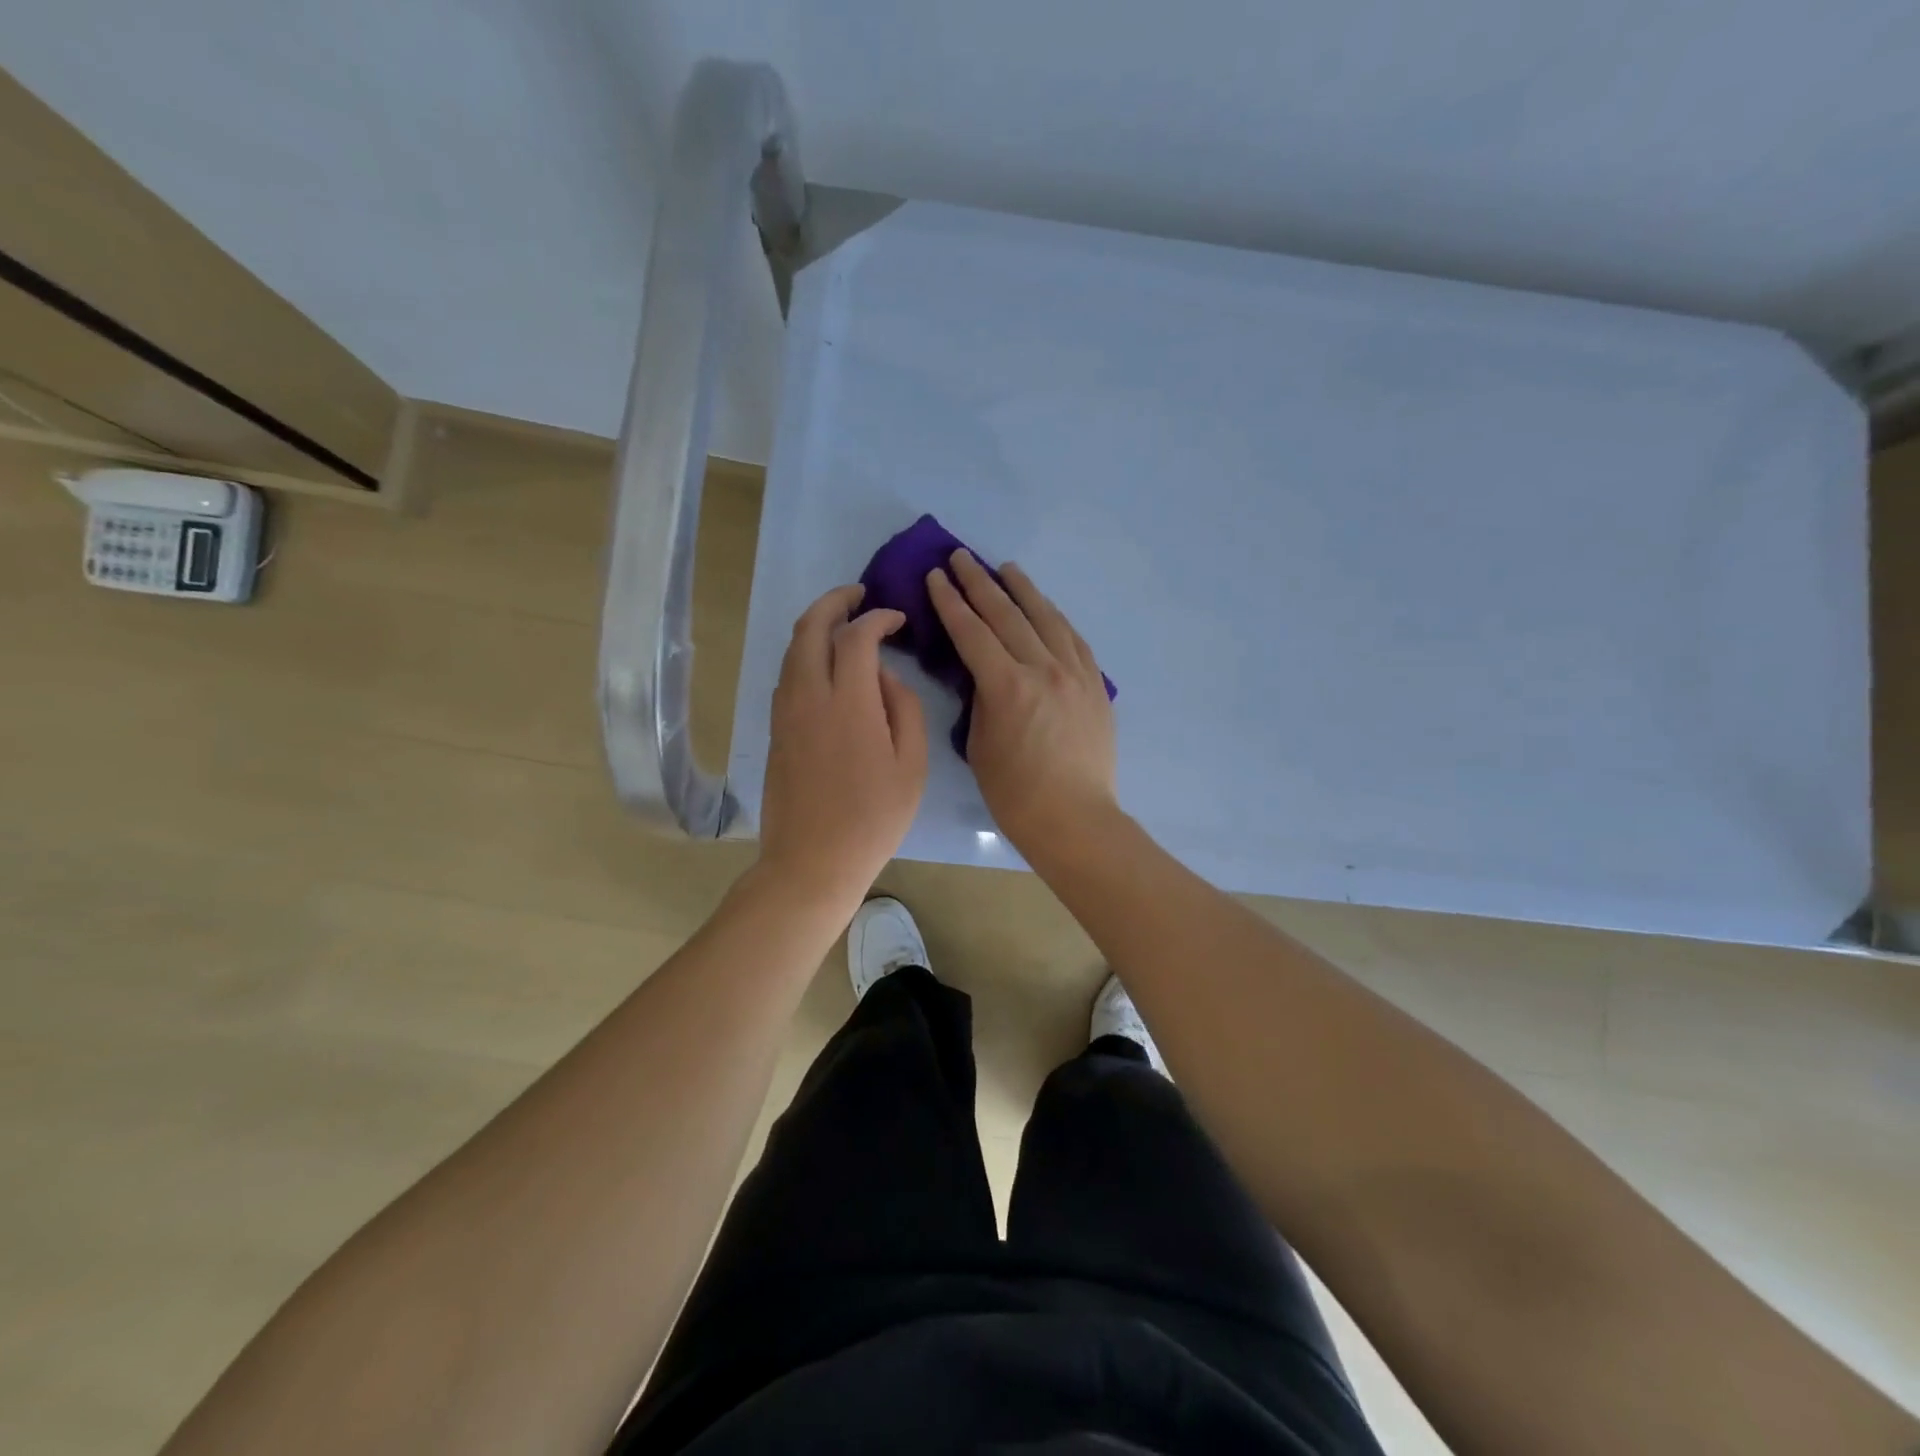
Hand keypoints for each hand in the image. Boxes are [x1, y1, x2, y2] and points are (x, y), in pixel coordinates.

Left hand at [758, 584, 927, 913]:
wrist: (812, 861)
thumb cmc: (874, 818)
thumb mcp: (911, 764)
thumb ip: (902, 707)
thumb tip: (882, 675)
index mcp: (848, 702)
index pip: (856, 636)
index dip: (877, 617)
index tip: (896, 618)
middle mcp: (808, 695)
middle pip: (809, 628)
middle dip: (834, 602)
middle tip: (858, 595)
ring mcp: (785, 712)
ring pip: (792, 650)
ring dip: (816, 627)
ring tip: (843, 625)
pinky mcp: (776, 730)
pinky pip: (787, 675)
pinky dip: (805, 655)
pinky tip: (827, 667)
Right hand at [927, 552, 1117, 857]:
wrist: (1074, 818)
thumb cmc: (1015, 793)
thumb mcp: (979, 744)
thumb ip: (980, 699)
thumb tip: (982, 673)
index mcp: (1007, 686)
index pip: (972, 632)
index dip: (950, 602)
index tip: (935, 577)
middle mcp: (1043, 668)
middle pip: (1007, 615)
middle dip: (979, 583)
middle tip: (960, 557)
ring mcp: (1074, 674)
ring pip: (1045, 618)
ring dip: (1023, 590)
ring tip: (1006, 568)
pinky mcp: (1094, 685)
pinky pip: (1073, 639)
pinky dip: (1055, 618)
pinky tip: (1046, 608)